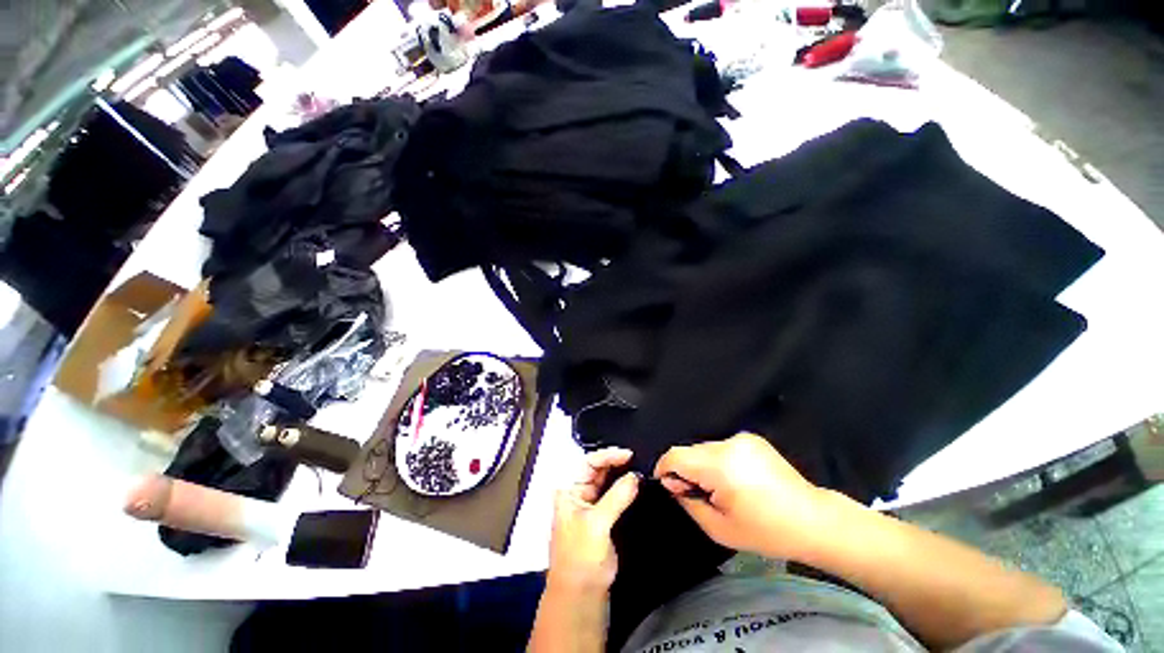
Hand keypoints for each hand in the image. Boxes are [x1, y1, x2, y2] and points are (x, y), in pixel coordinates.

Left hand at [547, 447, 639, 595]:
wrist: (581, 593)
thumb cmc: (579, 559)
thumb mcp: (596, 524)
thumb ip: (616, 498)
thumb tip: (634, 477)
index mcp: (568, 490)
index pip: (587, 462)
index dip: (607, 455)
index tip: (627, 454)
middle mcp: (577, 493)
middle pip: (596, 468)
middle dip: (615, 462)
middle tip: (634, 460)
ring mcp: (589, 504)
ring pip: (606, 480)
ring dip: (620, 474)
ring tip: (636, 468)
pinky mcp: (601, 516)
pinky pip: (613, 494)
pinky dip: (623, 488)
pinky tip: (633, 485)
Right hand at [654, 433, 833, 560]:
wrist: (813, 520)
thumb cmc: (766, 531)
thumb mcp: (719, 529)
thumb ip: (688, 502)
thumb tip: (672, 483)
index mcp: (719, 466)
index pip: (675, 455)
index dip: (665, 469)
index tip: (668, 485)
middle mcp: (728, 444)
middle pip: (690, 451)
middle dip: (686, 470)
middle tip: (699, 495)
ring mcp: (742, 438)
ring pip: (705, 448)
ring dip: (703, 465)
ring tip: (721, 489)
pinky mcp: (752, 438)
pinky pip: (722, 447)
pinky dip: (719, 461)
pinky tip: (736, 479)